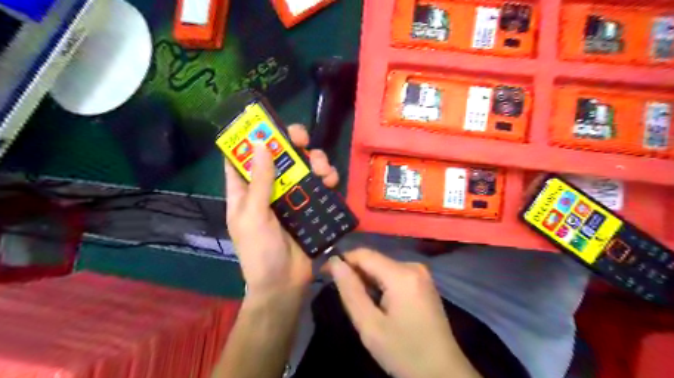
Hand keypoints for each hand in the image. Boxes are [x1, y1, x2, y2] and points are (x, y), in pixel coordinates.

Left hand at [226, 125, 338, 298]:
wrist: (285, 283)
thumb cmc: (260, 251)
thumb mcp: (253, 215)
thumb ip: (259, 182)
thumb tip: (262, 144)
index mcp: (245, 190)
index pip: (242, 157)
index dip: (251, 138)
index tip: (266, 123)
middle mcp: (268, 188)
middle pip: (279, 156)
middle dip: (291, 143)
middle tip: (302, 139)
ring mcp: (291, 196)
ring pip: (302, 167)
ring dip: (314, 160)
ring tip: (322, 169)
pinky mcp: (309, 205)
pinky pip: (319, 185)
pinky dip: (327, 178)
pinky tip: (332, 181)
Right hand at [328, 248, 477, 377]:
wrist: (443, 373)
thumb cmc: (404, 352)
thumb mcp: (370, 326)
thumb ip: (351, 291)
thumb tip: (335, 262)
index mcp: (402, 274)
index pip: (364, 254)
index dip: (342, 259)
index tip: (324, 272)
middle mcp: (413, 266)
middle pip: (374, 260)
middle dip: (354, 272)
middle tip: (340, 294)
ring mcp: (420, 273)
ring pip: (382, 267)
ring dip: (366, 280)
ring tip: (358, 302)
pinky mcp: (422, 282)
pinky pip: (393, 274)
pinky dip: (380, 284)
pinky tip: (376, 302)